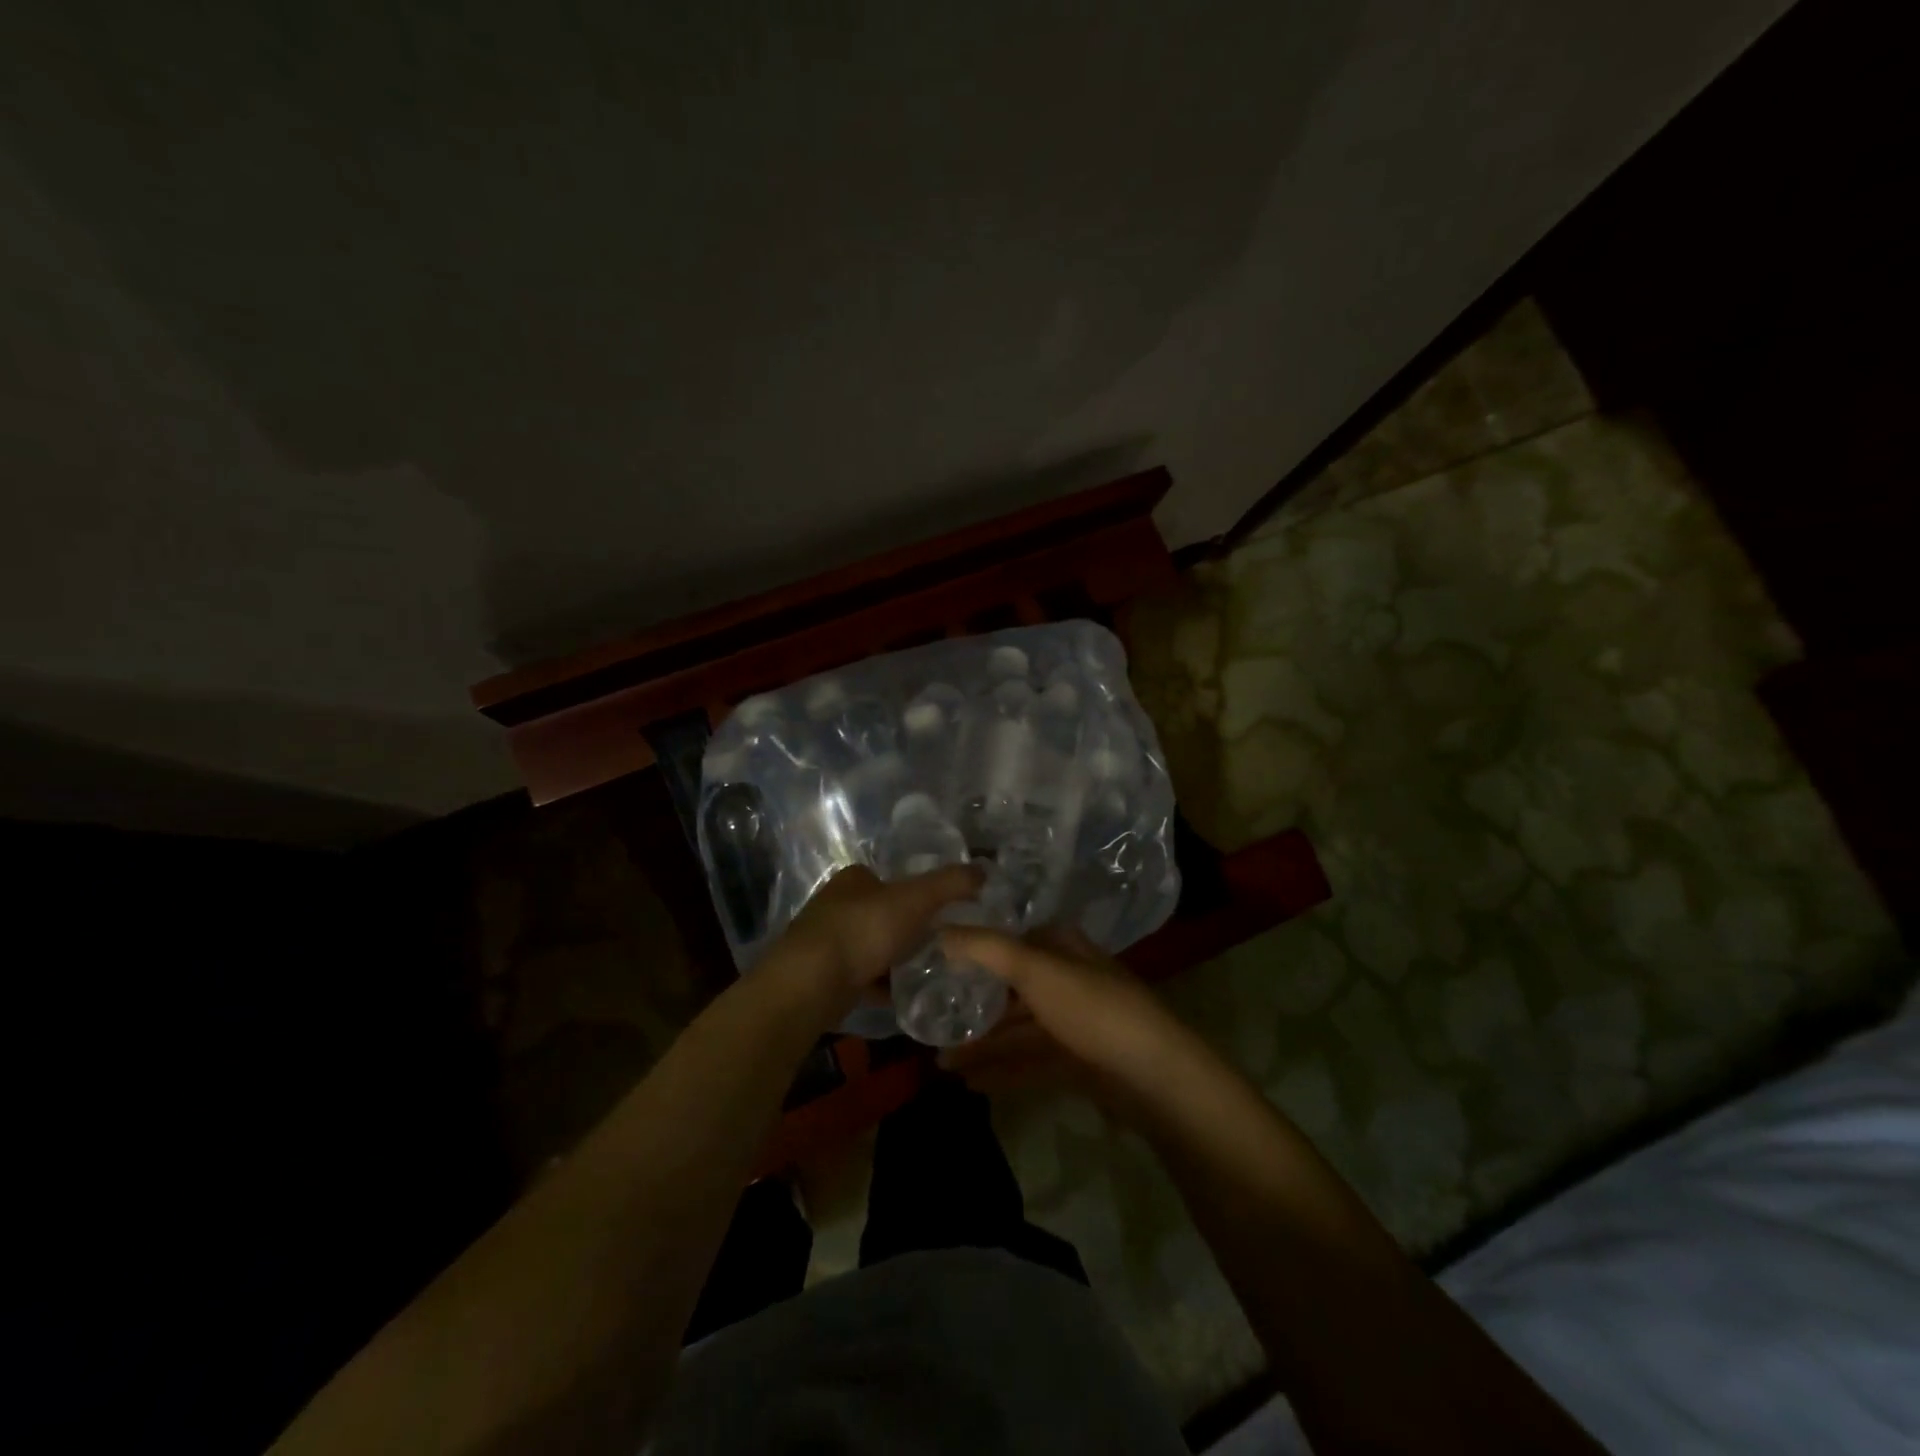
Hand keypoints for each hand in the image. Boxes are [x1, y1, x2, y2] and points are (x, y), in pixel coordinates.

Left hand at [776, 863, 982, 1010]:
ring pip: (868, 946)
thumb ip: (951, 883)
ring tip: (924, 971)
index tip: (938, 911)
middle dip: (904, 927)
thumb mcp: (916, 899)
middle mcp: (834, 905)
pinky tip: (900, 996)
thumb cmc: (864, 929)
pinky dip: (879, 985)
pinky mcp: (820, 976)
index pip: (887, 877)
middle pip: (878, 912)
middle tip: (937, 944)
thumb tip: (983, 870)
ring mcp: (823, 941)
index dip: (913, 891)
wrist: (811, 983)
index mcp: (852, 879)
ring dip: (892, 957)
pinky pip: (859, 977)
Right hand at [936, 923, 1195, 1117]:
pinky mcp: (1078, 1062)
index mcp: (1062, 948)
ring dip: (982, 1045)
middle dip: (974, 1006)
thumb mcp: (1035, 969)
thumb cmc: (1092, 1009)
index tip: (936, 965)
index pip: (1012, 940)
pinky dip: (1002, 1070)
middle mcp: (1068, 980)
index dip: (974, 950)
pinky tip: (971, 1083)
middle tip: (930, 1021)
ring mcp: (1074, 1024)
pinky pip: (1030, 1062)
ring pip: (1018, 1030)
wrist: (1153, 1077)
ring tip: (940, 1062)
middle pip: (1012, 989)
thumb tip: (938, 930)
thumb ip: (986, 948)